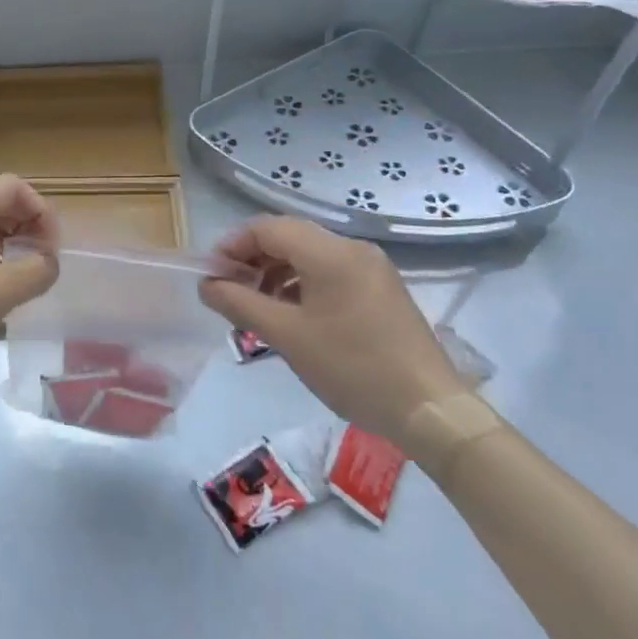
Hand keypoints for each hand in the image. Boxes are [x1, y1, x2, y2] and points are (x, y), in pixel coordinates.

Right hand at [198, 217, 463, 448]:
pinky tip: (293, 314)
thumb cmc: (352, 368)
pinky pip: (330, 271)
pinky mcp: (382, 288)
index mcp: (329, 252)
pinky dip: (303, 283)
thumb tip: (207, 285)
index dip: (233, 246)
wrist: (430, 410)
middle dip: (253, 259)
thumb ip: (239, 303)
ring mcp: (371, 267)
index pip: (266, 228)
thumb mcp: (286, 336)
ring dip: (276, 271)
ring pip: (309, 254)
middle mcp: (352, 248)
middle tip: (230, 291)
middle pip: (288, 236)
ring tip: (258, 306)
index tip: (212, 275)